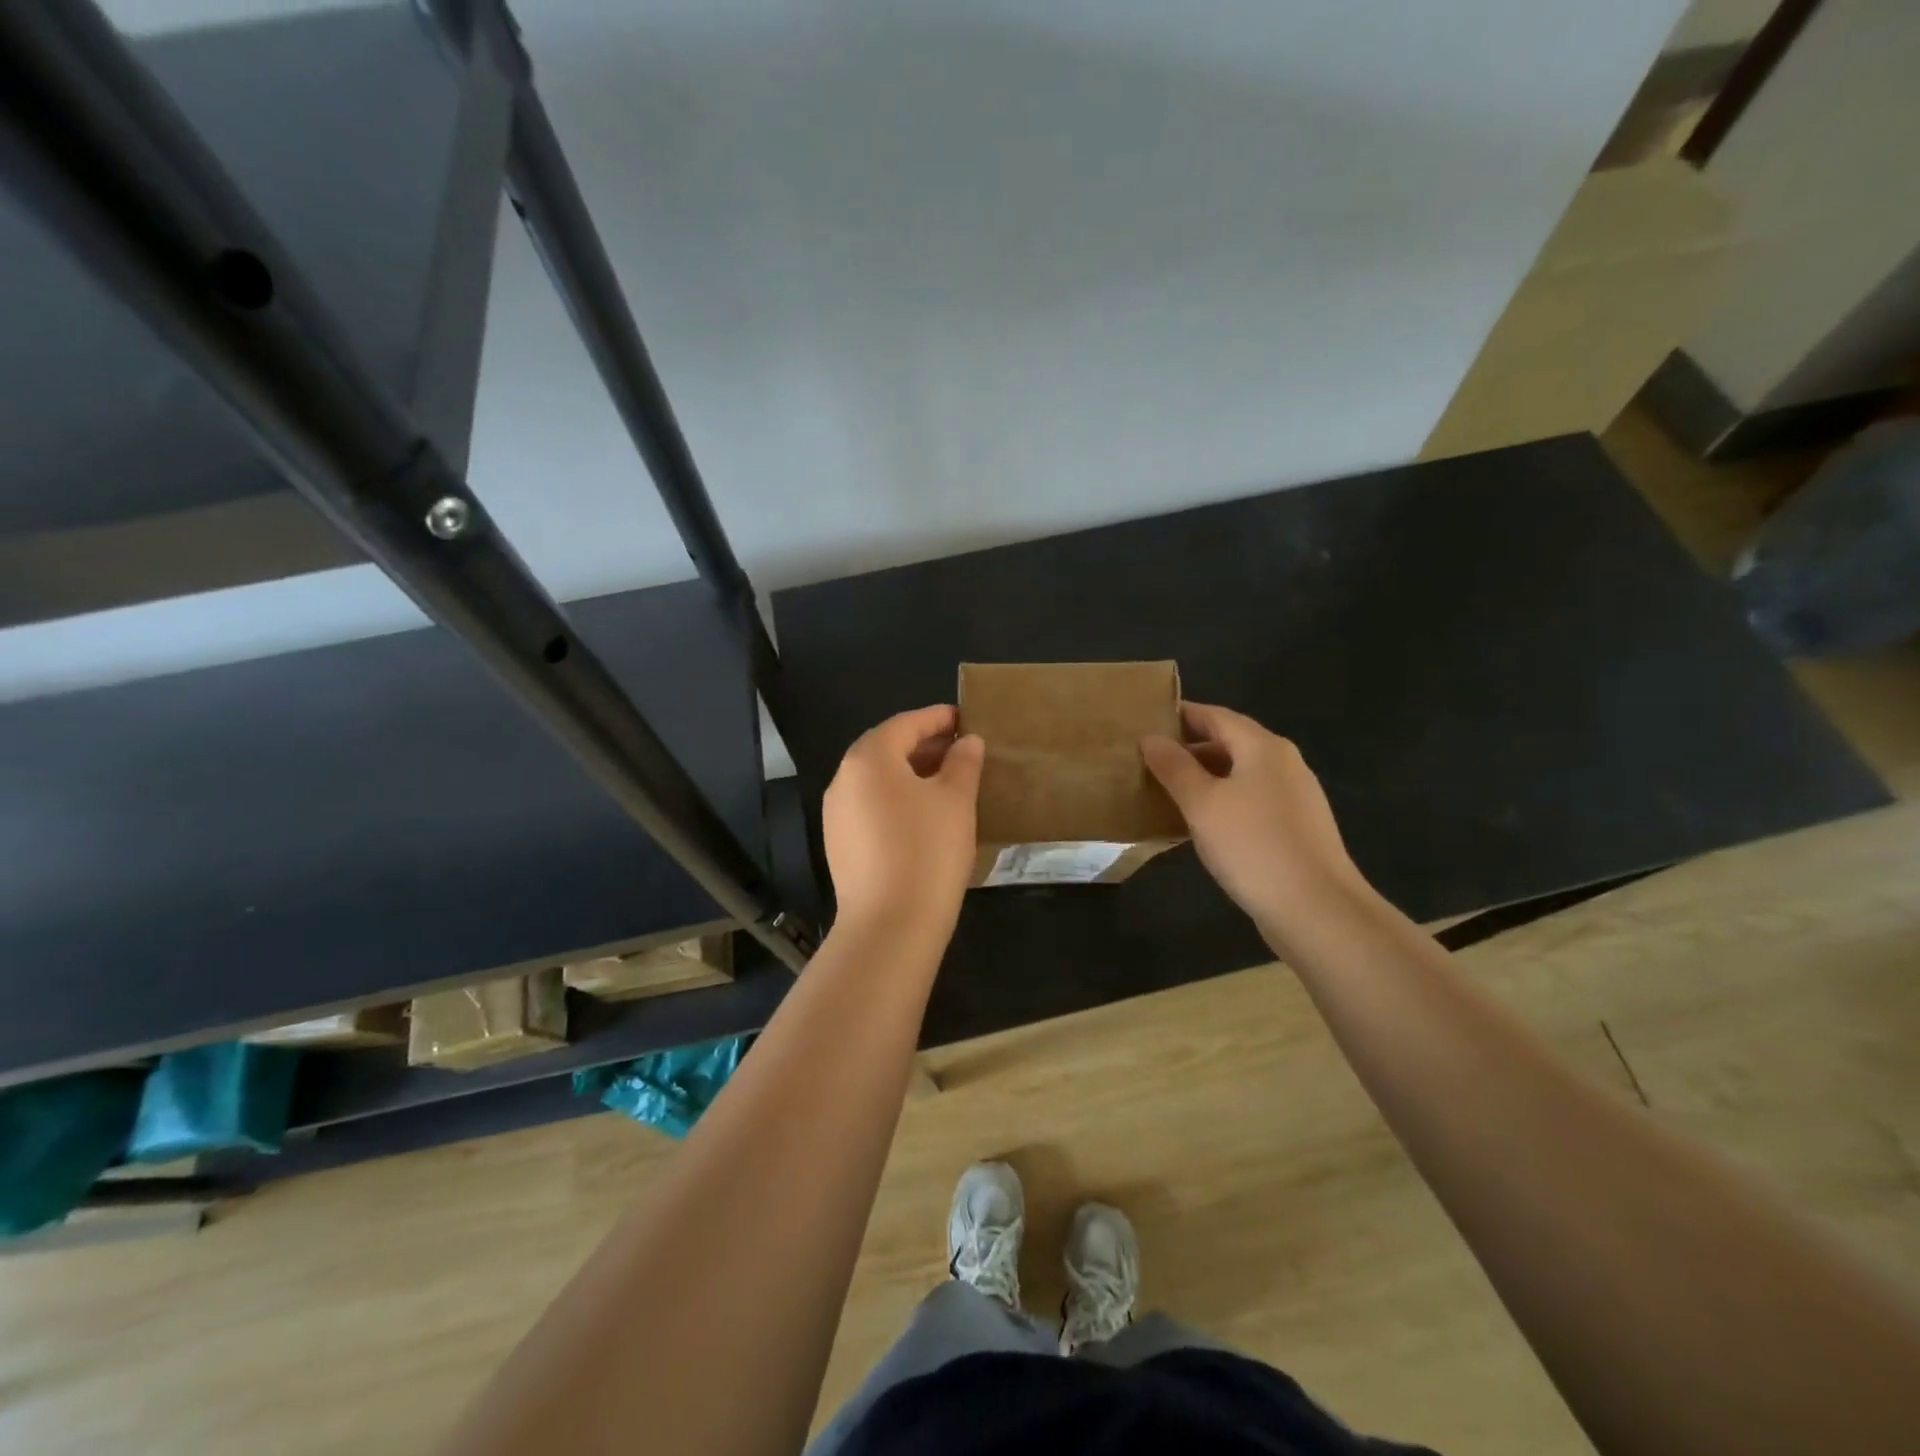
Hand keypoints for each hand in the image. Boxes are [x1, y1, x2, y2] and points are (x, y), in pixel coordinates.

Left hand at [823, 705, 984, 940]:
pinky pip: (870, 805)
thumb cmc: (928, 851)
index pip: (905, 724)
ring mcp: (836, 813)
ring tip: (946, 780)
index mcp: (869, 758)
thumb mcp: (956, 801)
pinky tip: (923, 814)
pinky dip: (896, 798)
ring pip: (877, 779)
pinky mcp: (839, 843)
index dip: (937, 718)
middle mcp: (843, 779)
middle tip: (960, 748)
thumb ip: (963, 763)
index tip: (965, 718)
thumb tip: (967, 742)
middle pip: (886, 748)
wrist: (890, 926)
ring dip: (910, 772)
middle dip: (923, 744)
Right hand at [1141, 702, 1372, 938]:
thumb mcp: (1202, 803)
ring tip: (1166, 791)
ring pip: (1240, 774)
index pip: (1215, 716)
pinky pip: (1251, 801)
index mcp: (1263, 747)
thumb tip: (1150, 737)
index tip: (1145, 722)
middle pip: (1230, 742)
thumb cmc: (1253, 846)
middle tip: (1148, 760)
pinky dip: (1223, 802)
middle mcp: (1284, 763)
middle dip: (1189, 748)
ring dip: (1204, 777)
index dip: (1180, 715)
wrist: (1316, 909)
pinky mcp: (1296, 828)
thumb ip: (1174, 767)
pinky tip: (1200, 824)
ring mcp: (1295, 797)